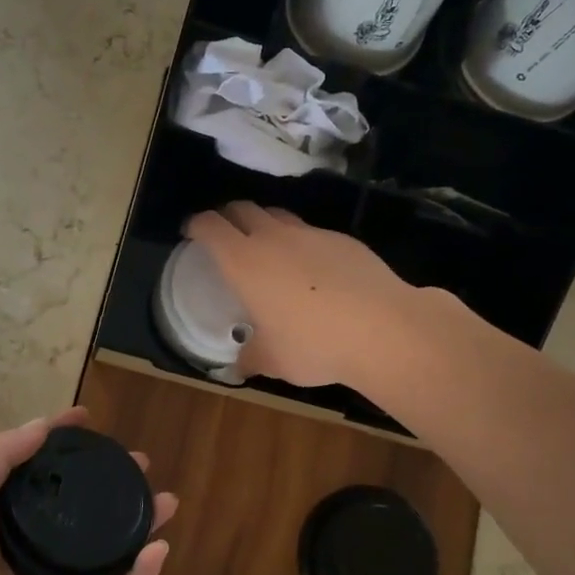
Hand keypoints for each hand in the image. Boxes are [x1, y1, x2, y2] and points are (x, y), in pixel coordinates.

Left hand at [0, 408, 175, 574]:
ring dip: (141, 521)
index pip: (43, 468)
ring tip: (166, 500)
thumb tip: (41, 425)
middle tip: (138, 462)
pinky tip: (158, 549)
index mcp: (9, 513)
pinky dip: (142, 573)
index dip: (63, 441)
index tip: (86, 417)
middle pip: (86, 503)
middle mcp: (39, 539)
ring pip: (112, 544)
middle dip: (114, 480)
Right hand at [184, 201, 423, 390]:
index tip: (191, 232)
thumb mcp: (273, 361)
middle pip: (242, 209)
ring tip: (267, 248)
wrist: (383, 329)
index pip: (210, 226)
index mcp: (244, 262)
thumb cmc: (313, 345)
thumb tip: (238, 366)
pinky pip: (311, 233)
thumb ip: (250, 357)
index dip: (196, 224)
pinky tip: (312, 269)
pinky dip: (301, 242)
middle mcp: (273, 238)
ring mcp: (311, 235)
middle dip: (227, 217)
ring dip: (264, 224)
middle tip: (225, 235)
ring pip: (278, 216)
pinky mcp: (343, 240)